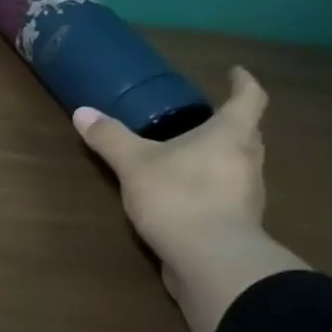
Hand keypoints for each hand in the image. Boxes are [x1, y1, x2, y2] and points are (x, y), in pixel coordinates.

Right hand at [71, 66, 268, 259]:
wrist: (210, 259)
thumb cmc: (178, 197)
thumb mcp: (134, 164)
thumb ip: (110, 138)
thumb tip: (82, 112)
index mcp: (230, 135)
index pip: (249, 98)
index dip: (243, 82)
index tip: (235, 72)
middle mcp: (248, 159)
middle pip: (248, 133)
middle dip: (231, 124)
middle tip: (206, 119)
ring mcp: (247, 194)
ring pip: (239, 165)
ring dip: (221, 158)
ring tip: (191, 158)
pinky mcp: (238, 223)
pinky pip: (227, 195)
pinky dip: (212, 189)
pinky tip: (186, 197)